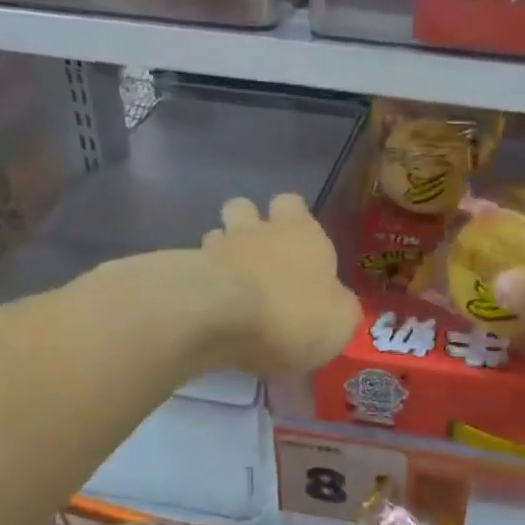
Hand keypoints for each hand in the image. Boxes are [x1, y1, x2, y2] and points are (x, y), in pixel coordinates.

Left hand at [201, 194, 358, 375]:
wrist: (223, 319)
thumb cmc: (294, 314)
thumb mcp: (339, 321)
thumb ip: (339, 306)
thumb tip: (336, 304)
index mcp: (301, 233)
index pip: (292, 203)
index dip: (293, 219)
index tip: (297, 243)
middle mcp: (256, 230)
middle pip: (245, 208)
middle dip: (248, 226)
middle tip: (258, 259)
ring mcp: (216, 247)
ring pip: (216, 235)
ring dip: (222, 253)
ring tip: (229, 285)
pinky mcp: (185, 272)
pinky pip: (193, 268)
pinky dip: (200, 282)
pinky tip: (208, 308)